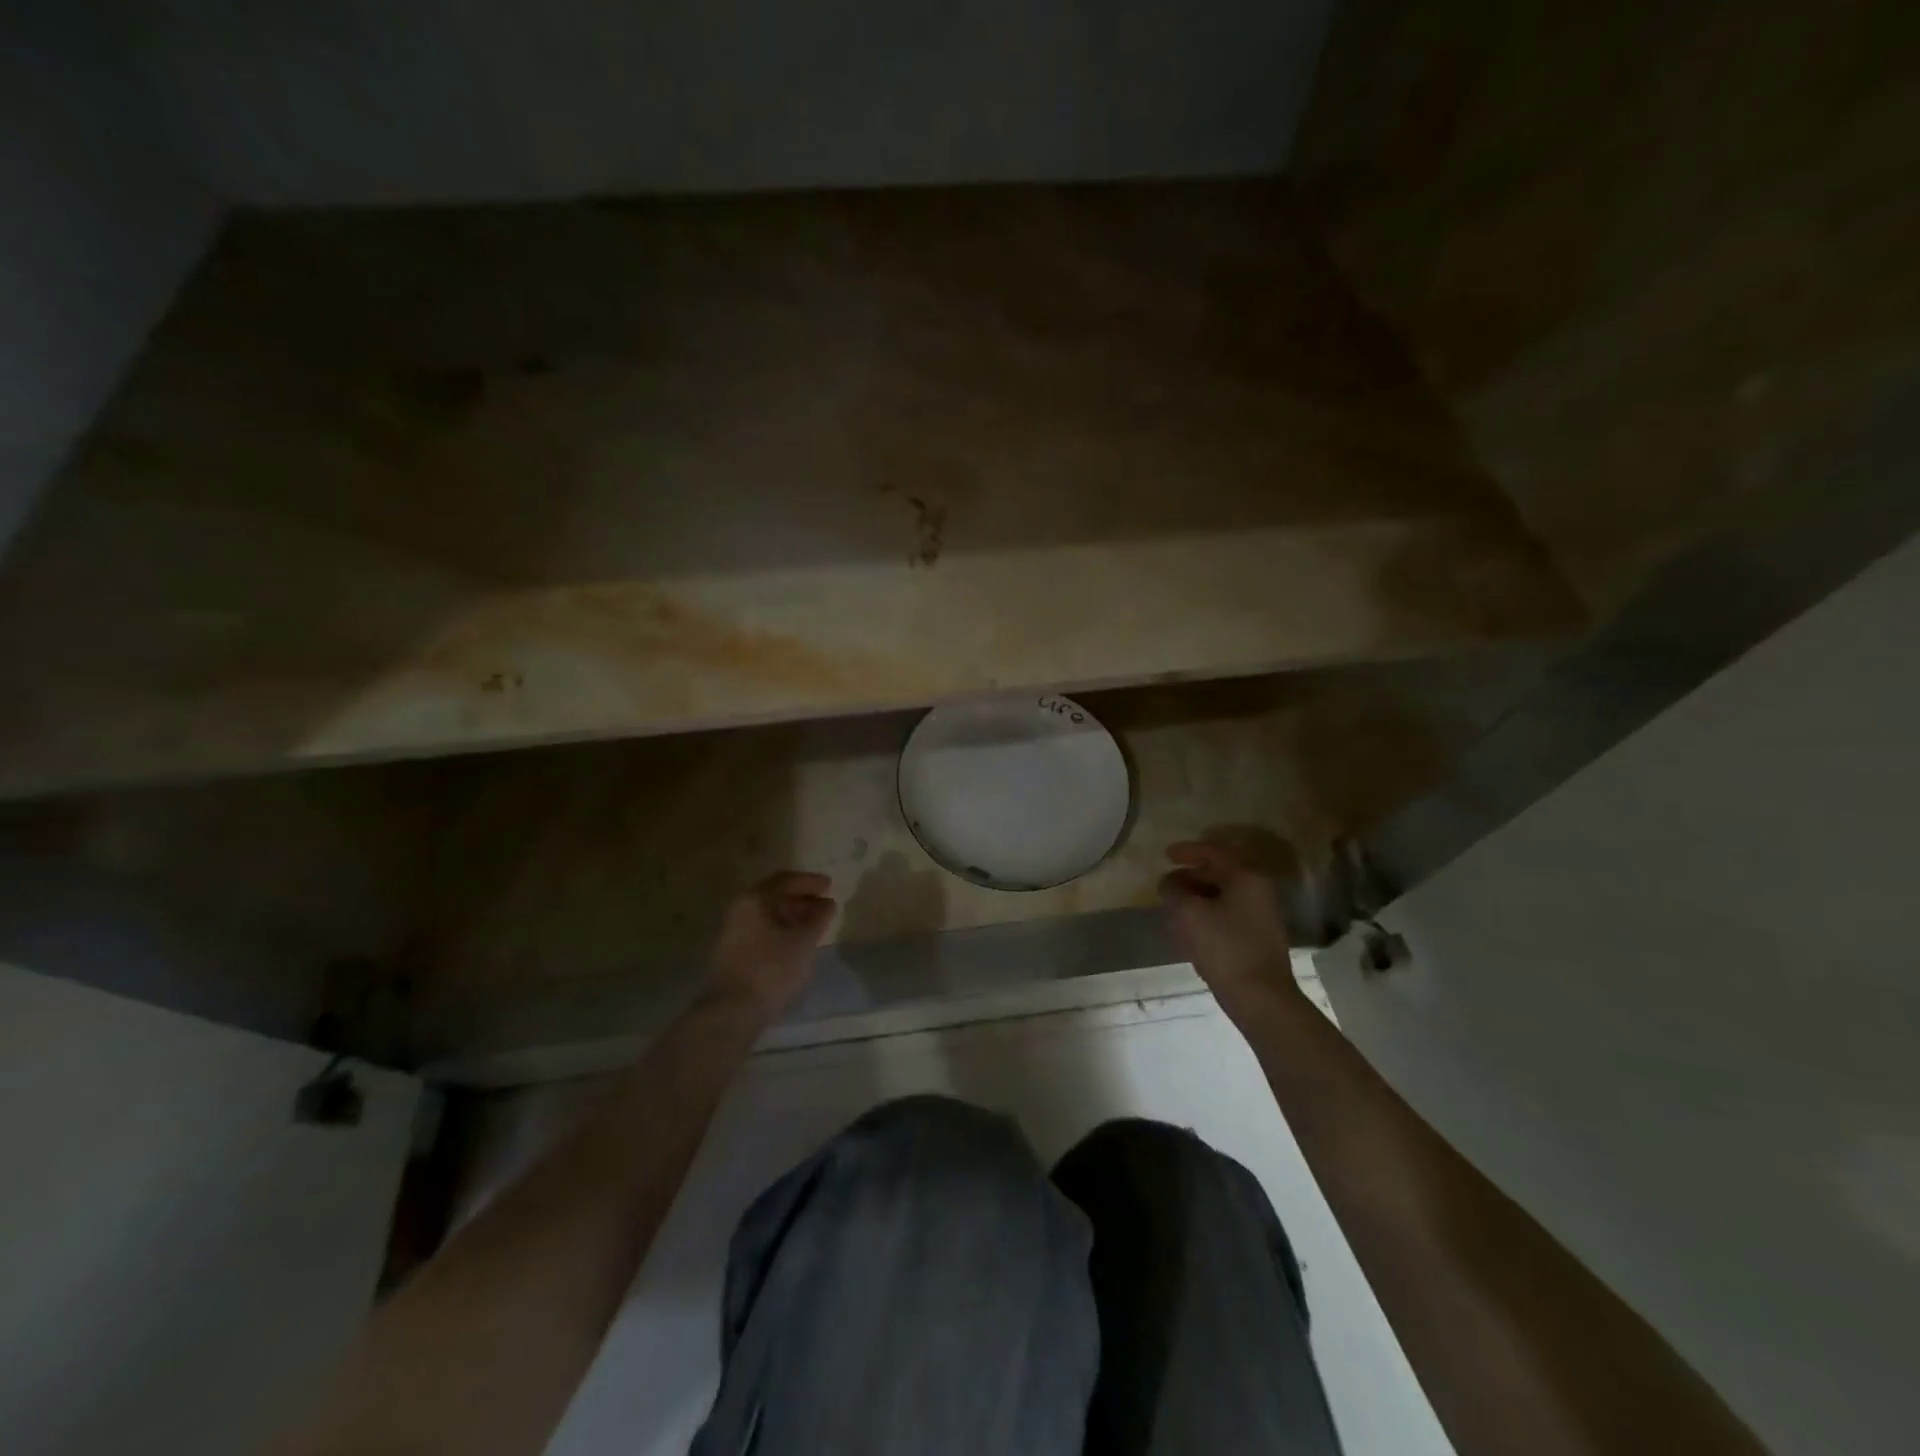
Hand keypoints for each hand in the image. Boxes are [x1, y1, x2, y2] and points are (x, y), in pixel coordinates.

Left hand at [706, 872, 836, 1018]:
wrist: (731, 1011)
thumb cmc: (771, 969)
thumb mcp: (804, 941)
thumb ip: (818, 918)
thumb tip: (827, 903)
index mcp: (755, 899)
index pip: (786, 880)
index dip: (810, 881)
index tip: (830, 886)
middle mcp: (740, 909)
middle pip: (775, 895)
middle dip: (802, 898)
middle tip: (824, 904)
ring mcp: (734, 930)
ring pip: (768, 914)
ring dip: (793, 914)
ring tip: (815, 924)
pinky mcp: (734, 950)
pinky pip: (763, 928)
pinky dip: (782, 928)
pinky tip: (796, 942)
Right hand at [1160, 839, 1295, 1008]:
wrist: (1260, 996)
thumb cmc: (1223, 947)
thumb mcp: (1188, 913)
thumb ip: (1173, 890)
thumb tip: (1170, 883)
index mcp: (1246, 877)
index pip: (1214, 851)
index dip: (1187, 850)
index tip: (1166, 856)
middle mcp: (1258, 890)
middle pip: (1219, 873)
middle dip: (1190, 877)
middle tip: (1167, 885)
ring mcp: (1261, 914)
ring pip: (1222, 895)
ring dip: (1197, 897)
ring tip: (1173, 908)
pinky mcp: (1257, 937)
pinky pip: (1227, 914)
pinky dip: (1207, 914)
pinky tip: (1189, 929)